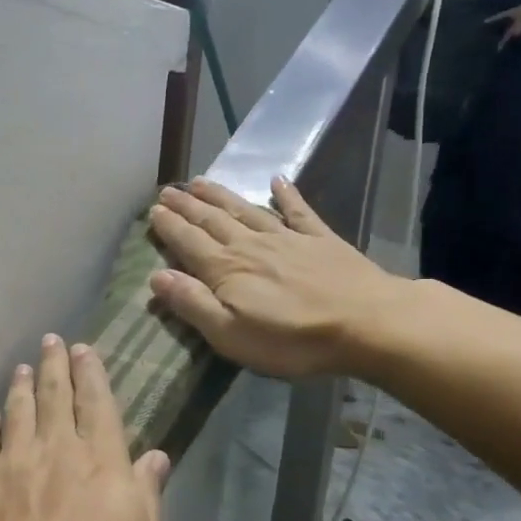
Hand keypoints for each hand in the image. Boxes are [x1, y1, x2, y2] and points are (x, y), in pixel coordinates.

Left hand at [0, 336, 170, 520]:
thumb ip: (149, 498)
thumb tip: (156, 457)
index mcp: (101, 464)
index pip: (98, 406)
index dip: (92, 374)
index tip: (83, 348)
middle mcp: (57, 451)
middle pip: (56, 397)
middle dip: (55, 365)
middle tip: (51, 340)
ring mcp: (14, 464)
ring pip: (19, 412)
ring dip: (22, 387)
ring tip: (22, 368)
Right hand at [147, 178, 405, 378]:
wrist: (366, 324)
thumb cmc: (292, 339)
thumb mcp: (231, 334)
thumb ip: (192, 304)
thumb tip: (157, 277)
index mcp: (226, 269)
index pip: (189, 242)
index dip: (169, 226)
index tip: (154, 210)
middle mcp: (251, 245)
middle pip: (213, 221)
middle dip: (188, 205)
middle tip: (169, 190)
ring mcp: (287, 238)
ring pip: (246, 210)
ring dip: (221, 195)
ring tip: (201, 181)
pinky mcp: (320, 240)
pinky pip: (298, 211)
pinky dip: (286, 195)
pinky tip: (277, 180)